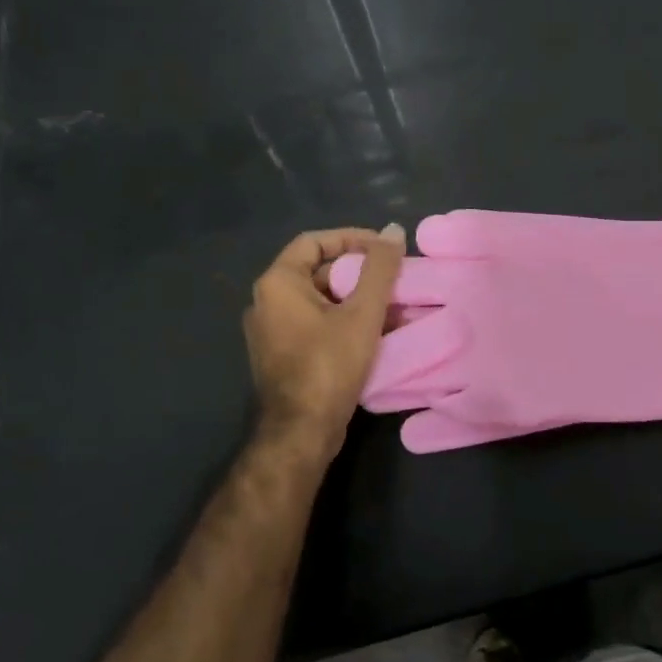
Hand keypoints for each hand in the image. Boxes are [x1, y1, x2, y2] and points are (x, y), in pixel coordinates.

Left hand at [244, 224, 403, 463]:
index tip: (384, 248)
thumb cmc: (329, 364)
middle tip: (394, 278)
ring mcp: (272, 331)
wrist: (301, 432)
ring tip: (394, 306)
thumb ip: (379, 268)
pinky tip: (377, 332)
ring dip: (357, 298)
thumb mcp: (362, 312)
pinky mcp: (283, 355)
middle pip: (318, 271)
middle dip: (359, 273)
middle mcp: (267, 302)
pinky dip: (345, 320)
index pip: (314, 242)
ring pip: (321, 300)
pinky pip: (316, 324)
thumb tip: (394, 230)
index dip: (351, 238)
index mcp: (278, 283)